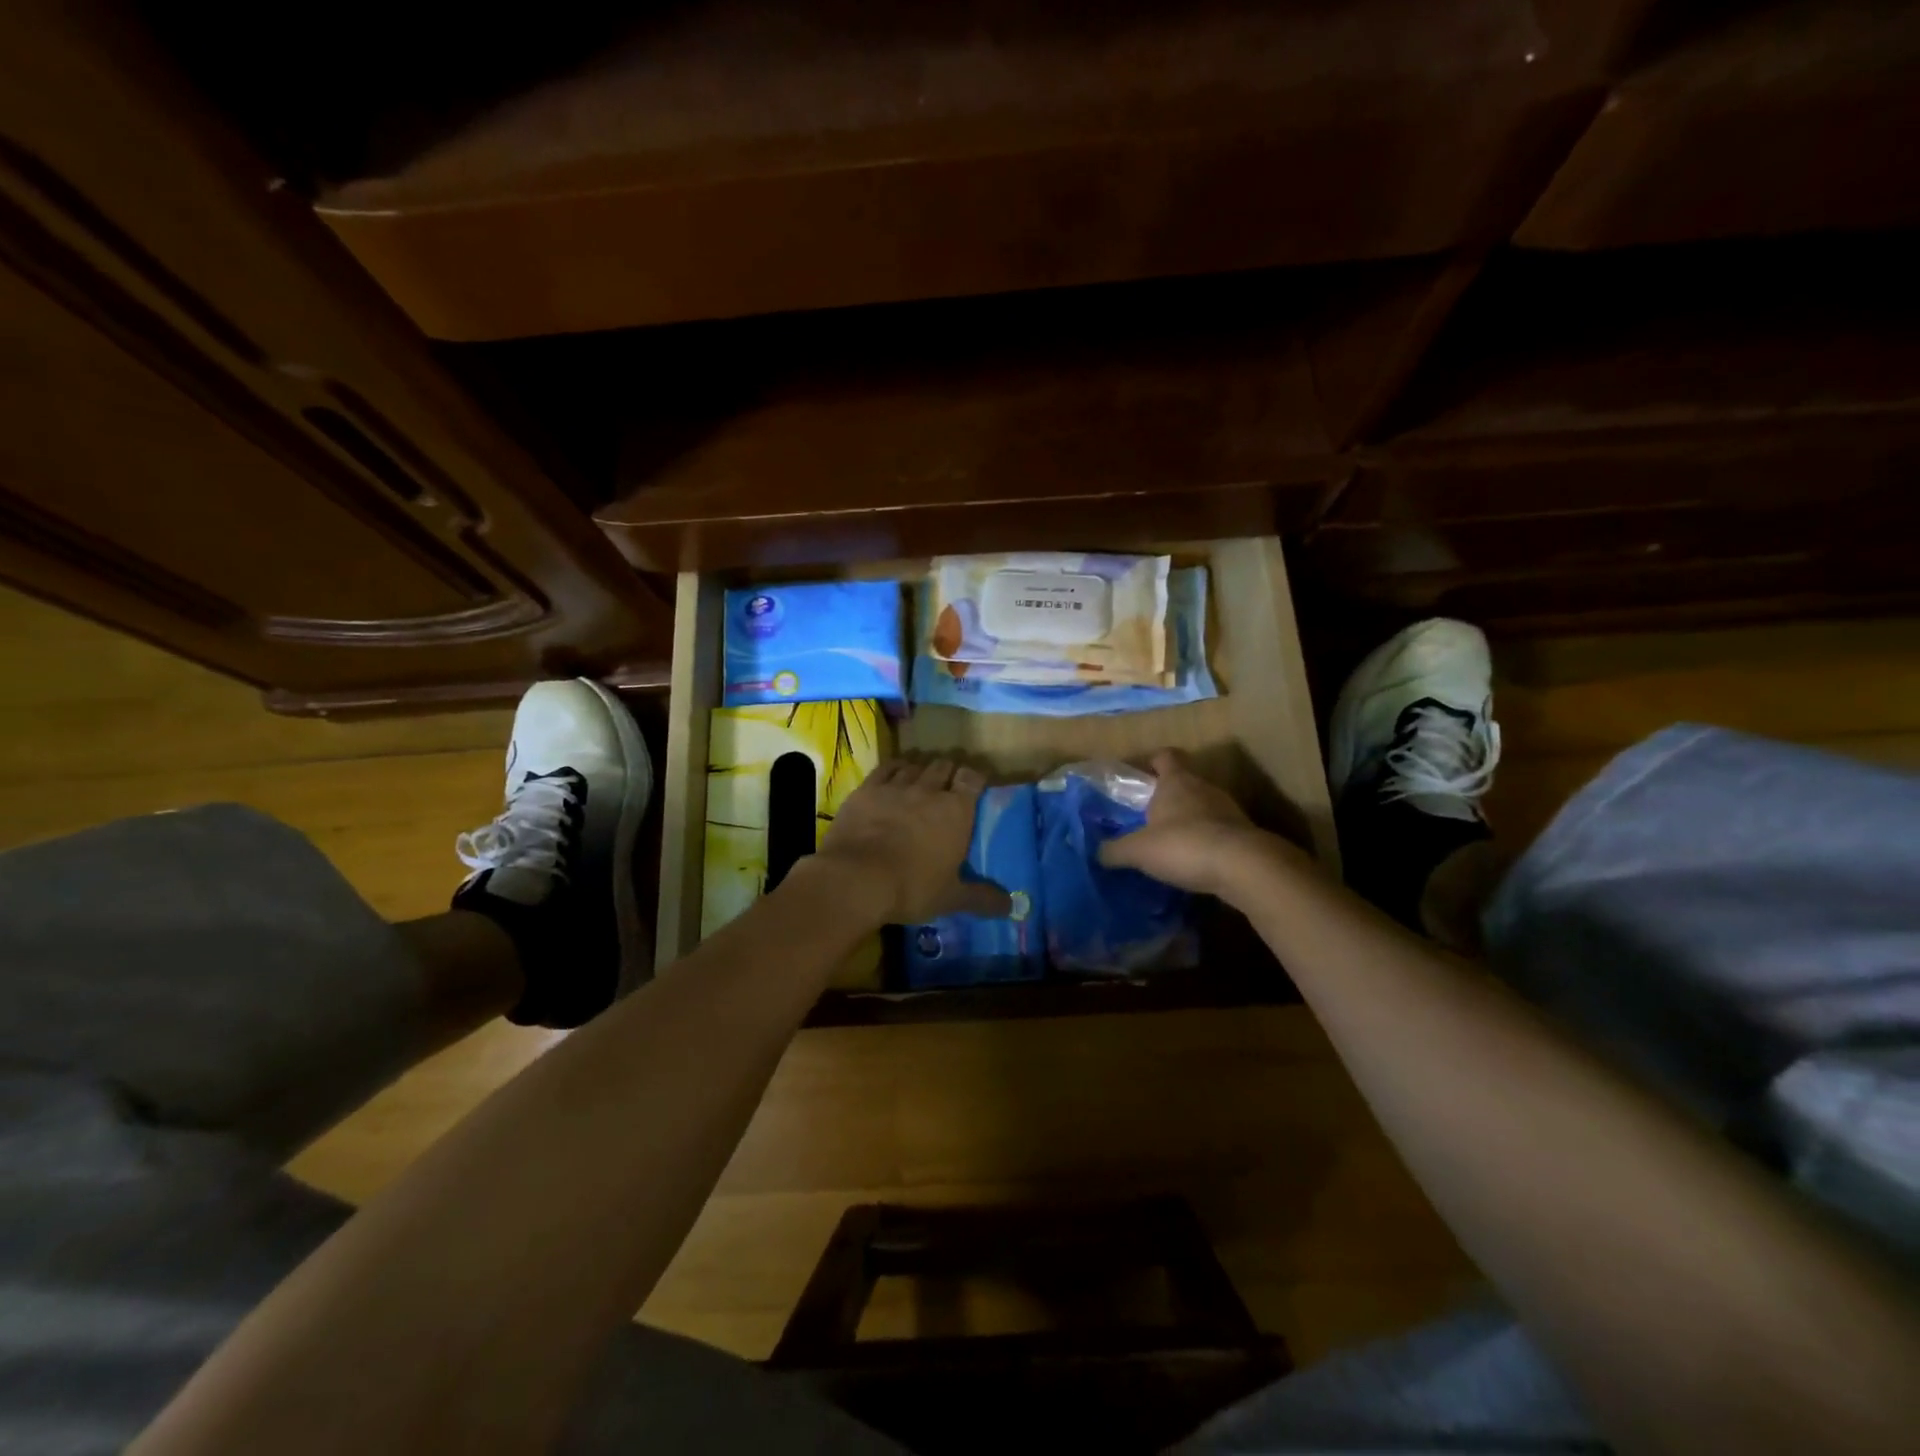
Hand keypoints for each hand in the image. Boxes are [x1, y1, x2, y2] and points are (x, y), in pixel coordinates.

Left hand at [812, 758, 1013, 924]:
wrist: (855, 879)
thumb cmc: (911, 887)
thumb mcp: (951, 898)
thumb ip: (982, 898)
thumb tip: (1011, 907)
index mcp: (956, 810)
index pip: (972, 778)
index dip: (975, 778)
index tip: (975, 786)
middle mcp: (928, 790)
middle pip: (943, 765)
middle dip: (948, 771)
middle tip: (948, 784)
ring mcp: (895, 787)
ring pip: (914, 765)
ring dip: (921, 769)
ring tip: (921, 779)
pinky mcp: (867, 789)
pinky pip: (886, 768)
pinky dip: (894, 768)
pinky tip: (894, 774)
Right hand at [1099, 749, 1275, 897]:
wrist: (1244, 867)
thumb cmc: (1184, 845)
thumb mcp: (1138, 850)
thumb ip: (1114, 850)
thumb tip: (1096, 852)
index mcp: (1176, 781)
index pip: (1165, 756)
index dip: (1153, 762)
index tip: (1141, 775)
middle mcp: (1204, 788)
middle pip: (1184, 782)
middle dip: (1168, 796)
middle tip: (1147, 817)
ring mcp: (1228, 810)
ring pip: (1202, 807)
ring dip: (1188, 820)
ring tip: (1170, 843)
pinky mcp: (1243, 835)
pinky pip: (1218, 832)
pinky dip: (1205, 842)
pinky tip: (1193, 862)